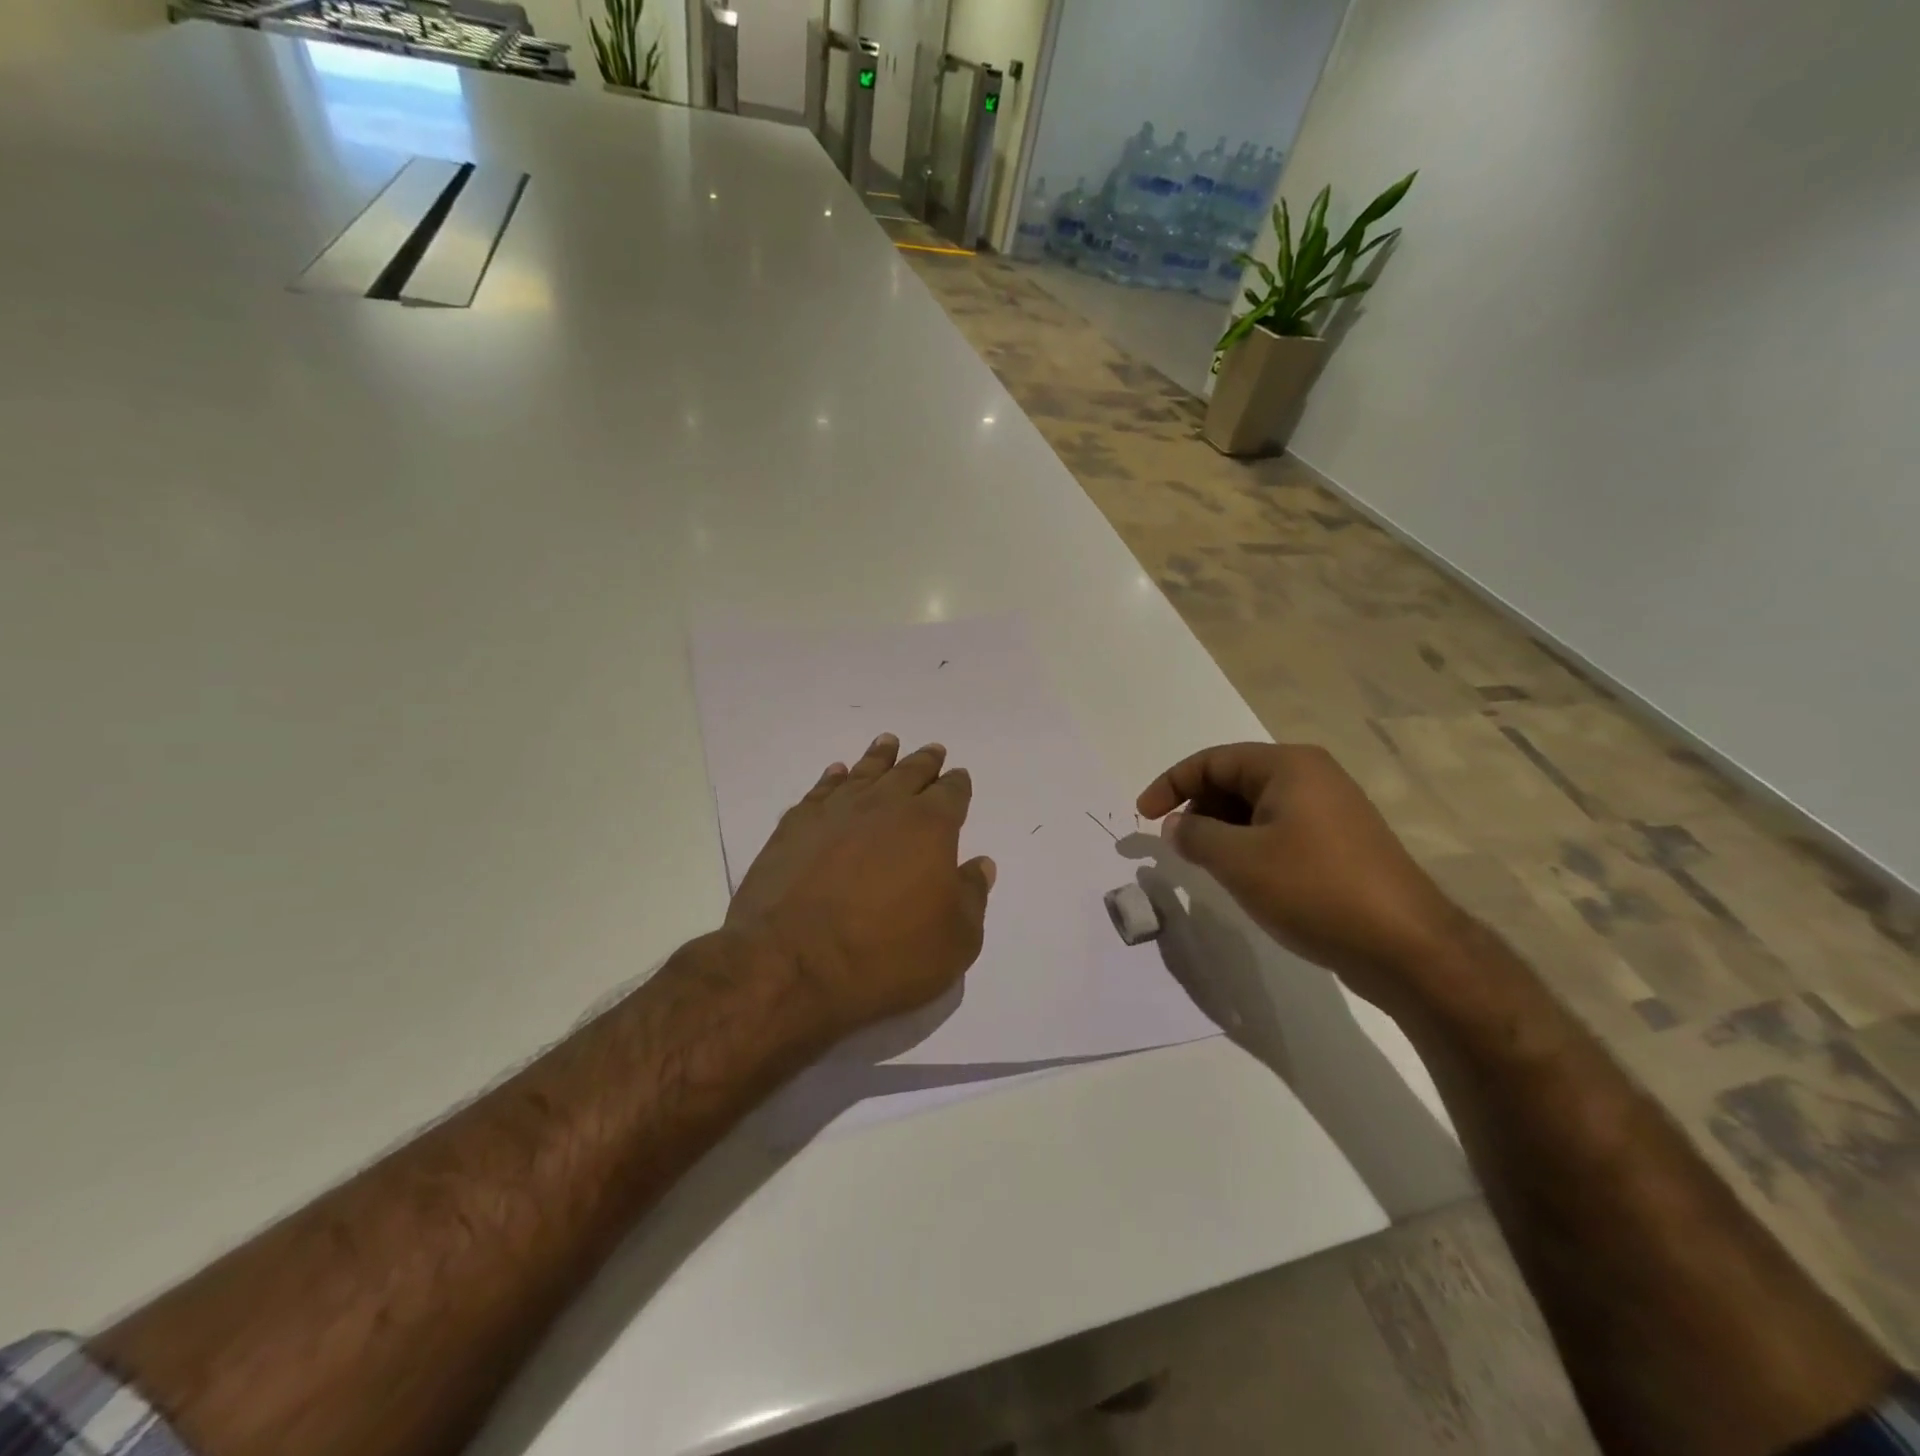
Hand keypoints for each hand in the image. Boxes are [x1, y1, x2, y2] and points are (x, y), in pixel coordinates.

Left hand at [727, 733, 996, 1039]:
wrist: (792, 962)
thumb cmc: (886, 956)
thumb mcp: (954, 941)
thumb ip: (972, 896)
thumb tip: (981, 864)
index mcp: (930, 826)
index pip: (951, 793)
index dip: (958, 784)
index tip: (959, 777)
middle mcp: (885, 805)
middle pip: (910, 772)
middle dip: (925, 762)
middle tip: (932, 751)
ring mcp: (836, 810)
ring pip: (865, 771)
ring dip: (880, 757)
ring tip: (888, 743)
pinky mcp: (796, 825)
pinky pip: (821, 789)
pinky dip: (833, 777)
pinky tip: (837, 773)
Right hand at [1137, 742, 1472, 1010]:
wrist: (1406, 947)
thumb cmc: (1314, 889)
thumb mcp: (1239, 860)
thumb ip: (1195, 835)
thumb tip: (1176, 825)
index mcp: (1288, 766)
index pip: (1212, 760)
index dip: (1170, 784)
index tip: (1142, 816)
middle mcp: (1312, 777)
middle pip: (1235, 780)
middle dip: (1197, 808)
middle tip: (1177, 845)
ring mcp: (1331, 811)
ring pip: (1257, 808)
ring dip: (1222, 830)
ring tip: (1206, 865)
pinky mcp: (1341, 845)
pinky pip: (1280, 831)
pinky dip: (1250, 845)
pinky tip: (1245, 878)